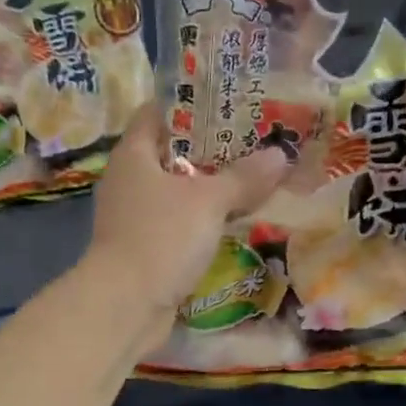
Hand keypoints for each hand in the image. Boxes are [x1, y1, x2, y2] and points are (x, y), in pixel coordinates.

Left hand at [80, 104, 288, 337]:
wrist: (125, 306)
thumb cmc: (161, 238)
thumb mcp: (208, 202)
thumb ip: (244, 177)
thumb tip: (280, 155)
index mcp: (134, 154)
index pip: (158, 112)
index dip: (191, 102)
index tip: (229, 99)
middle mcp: (130, 179)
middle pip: (173, 151)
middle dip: (212, 147)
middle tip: (256, 139)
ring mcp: (135, 215)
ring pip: (179, 189)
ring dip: (212, 186)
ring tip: (255, 176)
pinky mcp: (146, 245)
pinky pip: (180, 221)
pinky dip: (205, 217)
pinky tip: (237, 218)